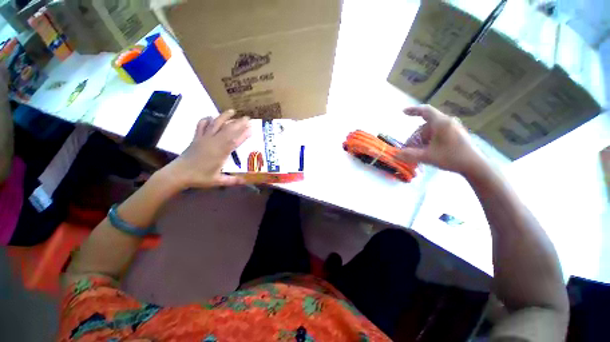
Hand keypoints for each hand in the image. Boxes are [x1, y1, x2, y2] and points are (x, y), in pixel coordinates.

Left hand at [167, 109, 250, 188]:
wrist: (178, 174)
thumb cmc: (199, 178)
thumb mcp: (217, 181)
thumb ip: (232, 180)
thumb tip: (246, 181)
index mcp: (220, 153)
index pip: (234, 141)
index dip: (243, 135)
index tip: (251, 129)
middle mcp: (213, 143)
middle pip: (228, 130)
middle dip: (239, 123)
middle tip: (247, 118)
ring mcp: (204, 139)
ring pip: (215, 124)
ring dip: (224, 117)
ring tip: (232, 111)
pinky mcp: (196, 138)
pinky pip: (201, 125)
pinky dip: (206, 119)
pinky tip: (210, 116)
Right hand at [397, 105, 486, 175]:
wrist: (474, 165)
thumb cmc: (451, 157)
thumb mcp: (427, 157)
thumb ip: (410, 155)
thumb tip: (396, 154)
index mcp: (441, 123)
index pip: (425, 111)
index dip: (413, 110)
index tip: (403, 112)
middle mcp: (447, 122)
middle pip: (425, 126)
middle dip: (415, 137)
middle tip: (409, 149)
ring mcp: (453, 128)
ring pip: (431, 131)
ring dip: (422, 141)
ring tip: (419, 152)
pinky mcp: (456, 134)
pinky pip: (437, 134)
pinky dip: (429, 141)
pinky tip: (428, 151)